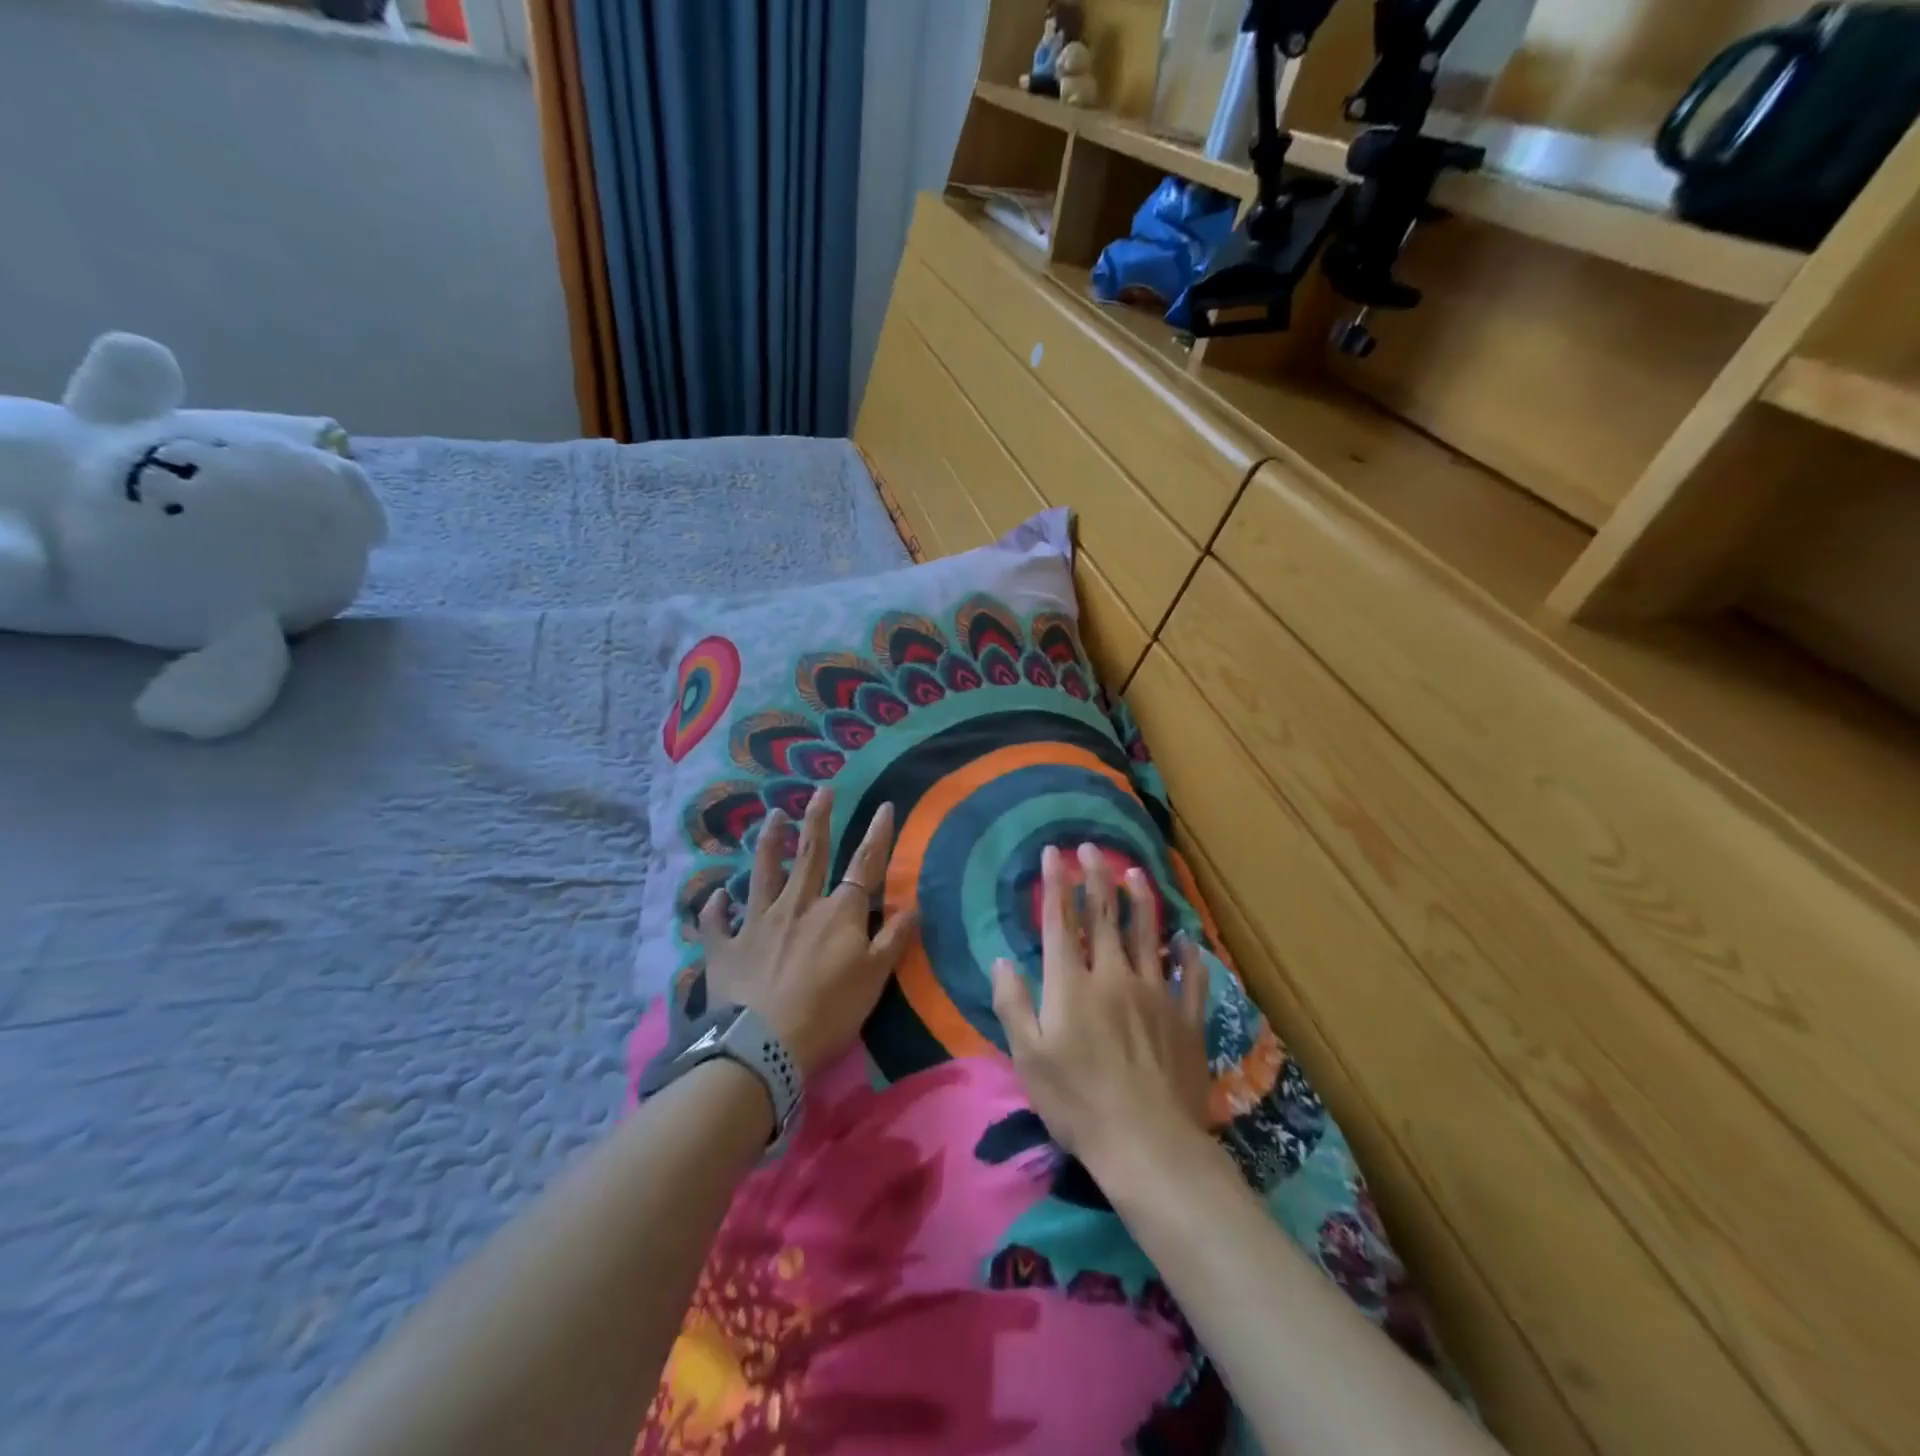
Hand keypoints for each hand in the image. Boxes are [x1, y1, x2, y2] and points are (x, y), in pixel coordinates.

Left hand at [698, 786, 916, 1080]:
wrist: (762, 1046)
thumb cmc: (828, 1013)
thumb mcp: (874, 979)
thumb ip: (893, 939)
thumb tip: (912, 904)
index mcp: (837, 914)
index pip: (863, 866)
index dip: (877, 836)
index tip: (885, 806)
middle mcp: (797, 906)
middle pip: (810, 856)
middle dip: (818, 821)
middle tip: (821, 790)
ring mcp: (757, 923)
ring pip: (763, 874)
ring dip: (769, 843)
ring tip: (773, 816)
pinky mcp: (726, 947)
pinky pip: (717, 922)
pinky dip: (715, 907)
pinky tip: (715, 895)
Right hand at [992, 843, 1212, 1180]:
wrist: (1147, 1144)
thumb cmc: (1077, 1102)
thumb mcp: (1028, 1058)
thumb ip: (1013, 1003)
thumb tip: (1002, 959)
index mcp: (1072, 985)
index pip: (1061, 922)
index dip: (1056, 884)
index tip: (1053, 853)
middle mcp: (1114, 976)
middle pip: (1104, 916)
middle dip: (1096, 877)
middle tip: (1092, 847)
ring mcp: (1155, 994)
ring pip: (1147, 934)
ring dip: (1140, 900)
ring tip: (1135, 872)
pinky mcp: (1185, 1017)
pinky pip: (1189, 976)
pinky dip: (1188, 953)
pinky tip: (1187, 937)